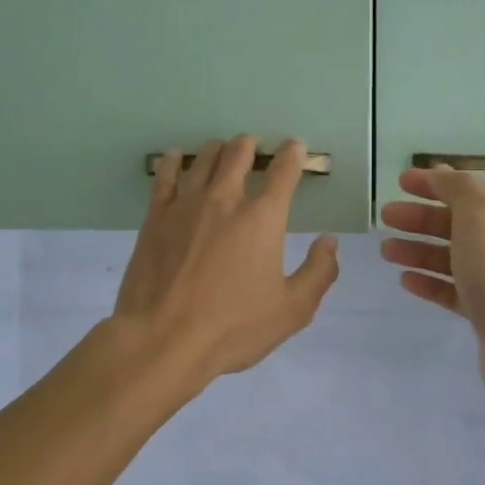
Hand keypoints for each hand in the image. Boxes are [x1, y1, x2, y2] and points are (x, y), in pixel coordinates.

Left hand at [113, 135, 339, 385]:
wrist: (163, 339)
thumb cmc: (233, 327)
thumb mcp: (292, 310)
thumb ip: (318, 272)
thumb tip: (329, 241)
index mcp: (263, 219)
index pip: (284, 172)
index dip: (293, 154)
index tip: (296, 147)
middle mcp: (225, 199)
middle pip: (239, 154)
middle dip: (251, 146)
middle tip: (254, 146)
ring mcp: (186, 205)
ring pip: (204, 159)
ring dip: (218, 149)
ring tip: (222, 149)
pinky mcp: (155, 217)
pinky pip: (165, 176)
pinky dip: (174, 161)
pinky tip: (177, 157)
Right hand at [379, 167, 484, 418]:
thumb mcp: (480, 217)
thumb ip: (458, 189)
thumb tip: (441, 172)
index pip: (472, 190)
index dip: (436, 183)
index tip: (400, 182)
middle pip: (460, 224)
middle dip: (421, 218)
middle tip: (386, 217)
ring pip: (453, 258)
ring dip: (420, 250)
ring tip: (386, 251)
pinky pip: (454, 291)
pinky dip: (430, 282)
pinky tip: (406, 280)